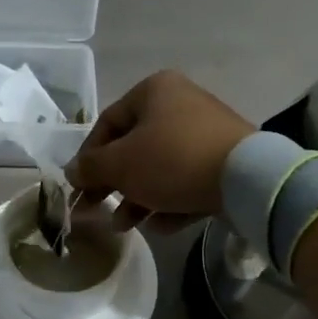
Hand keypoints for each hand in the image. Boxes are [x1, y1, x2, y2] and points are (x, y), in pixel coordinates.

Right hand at [67, 70, 253, 228]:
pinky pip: (187, 181)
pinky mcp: (225, 161)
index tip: (79, 187)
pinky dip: (170, 202)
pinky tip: (160, 226)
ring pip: (160, 168)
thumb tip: (72, 171)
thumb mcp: (120, 165)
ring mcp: (206, 133)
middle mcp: (181, 104)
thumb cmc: (172, 160)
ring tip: (125, 227)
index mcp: (154, 92)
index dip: (88, 158)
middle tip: (96, 211)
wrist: (245, 178)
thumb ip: (91, 168)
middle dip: (114, 185)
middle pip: (134, 148)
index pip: (107, 123)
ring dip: (138, 199)